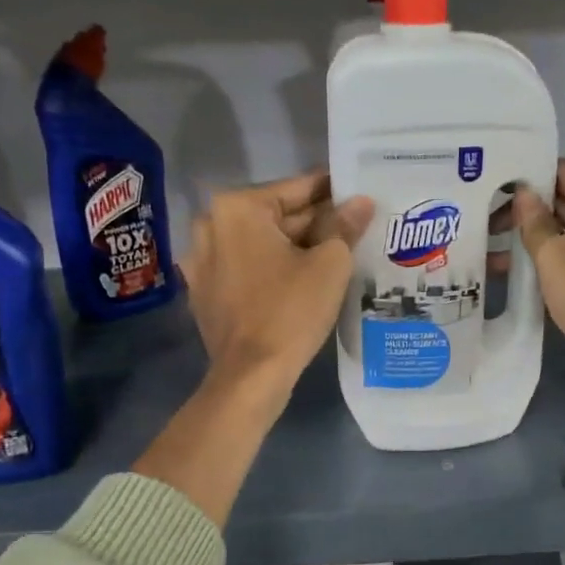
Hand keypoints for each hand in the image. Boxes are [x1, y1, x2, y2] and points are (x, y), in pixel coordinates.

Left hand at [180, 171, 372, 403]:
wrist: (251, 376)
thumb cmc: (291, 311)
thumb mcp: (329, 263)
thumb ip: (344, 225)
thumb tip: (361, 202)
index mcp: (237, 208)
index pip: (297, 188)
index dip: (333, 191)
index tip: (360, 194)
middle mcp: (210, 226)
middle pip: (276, 215)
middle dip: (315, 222)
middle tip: (355, 227)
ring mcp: (202, 261)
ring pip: (260, 243)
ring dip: (294, 246)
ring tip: (336, 253)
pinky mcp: (204, 292)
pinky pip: (246, 268)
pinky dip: (271, 269)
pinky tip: (301, 280)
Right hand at [514, 160, 564, 420]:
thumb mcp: (557, 260)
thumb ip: (537, 225)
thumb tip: (525, 193)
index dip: (533, 173)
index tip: (498, 181)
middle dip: (529, 210)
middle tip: (486, 218)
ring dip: (537, 242)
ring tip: (493, 252)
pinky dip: (553, 265)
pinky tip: (524, 278)